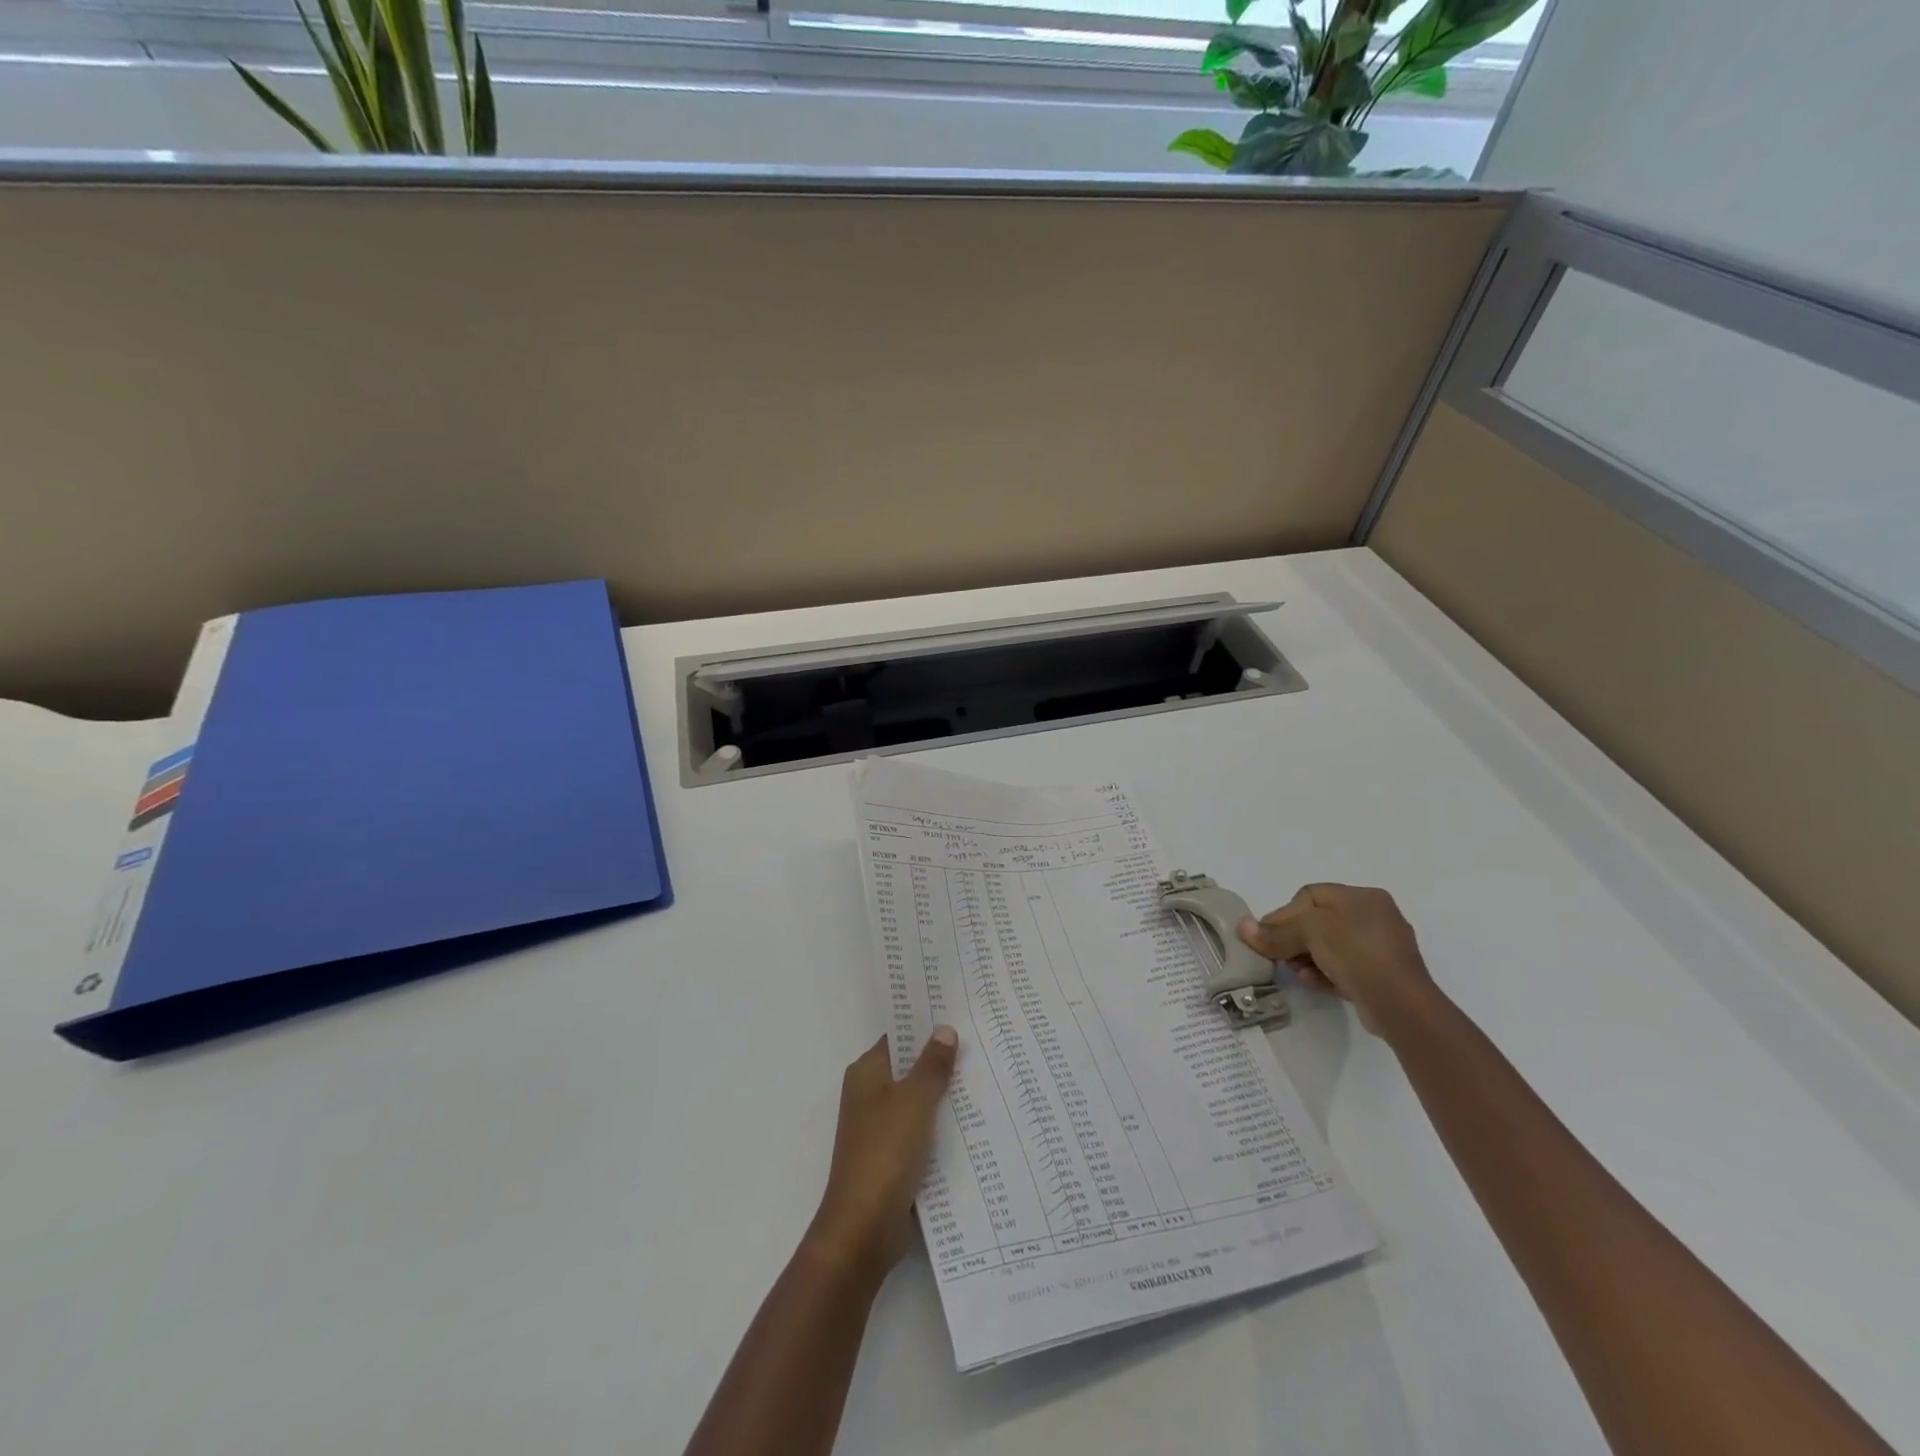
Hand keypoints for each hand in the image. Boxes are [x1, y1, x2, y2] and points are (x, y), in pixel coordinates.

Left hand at [804, 1028, 957, 1285]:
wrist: (863, 1230)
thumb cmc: (885, 1152)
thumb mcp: (914, 1101)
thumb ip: (932, 1065)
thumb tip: (944, 1029)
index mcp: (867, 1073)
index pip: (898, 1036)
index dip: (925, 1024)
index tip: (958, 1011)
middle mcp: (870, 1095)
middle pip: (910, 1067)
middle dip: (941, 1059)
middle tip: (982, 1041)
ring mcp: (881, 1128)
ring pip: (919, 1101)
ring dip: (946, 1094)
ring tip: (987, 1074)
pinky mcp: (894, 1158)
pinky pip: (923, 1131)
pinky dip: (943, 1126)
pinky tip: (976, 1120)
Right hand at [1236, 883, 1440, 1037]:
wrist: (1401, 1005)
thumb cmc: (1356, 952)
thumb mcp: (1310, 933)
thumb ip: (1275, 932)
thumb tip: (1242, 927)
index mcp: (1362, 897)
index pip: (1310, 896)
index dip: (1284, 914)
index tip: (1266, 936)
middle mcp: (1374, 917)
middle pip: (1318, 922)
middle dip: (1294, 939)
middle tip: (1278, 956)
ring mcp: (1380, 948)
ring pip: (1329, 947)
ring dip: (1307, 958)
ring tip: (1297, 973)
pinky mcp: (1381, 976)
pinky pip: (1343, 967)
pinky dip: (1325, 973)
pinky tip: (1313, 982)